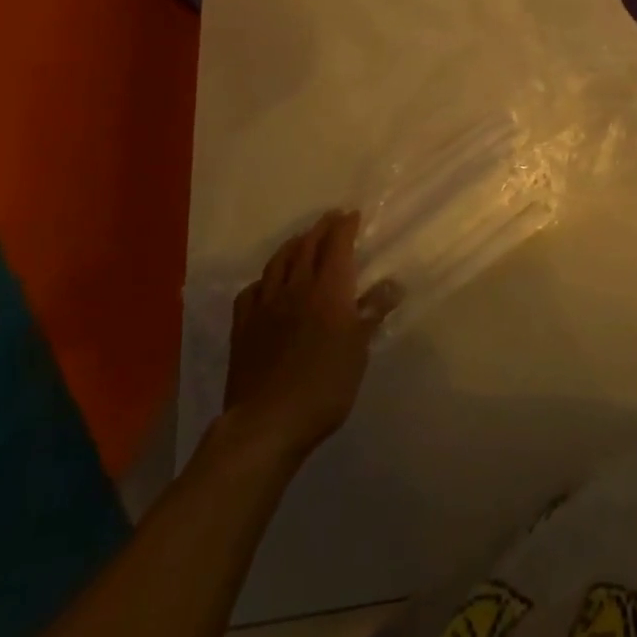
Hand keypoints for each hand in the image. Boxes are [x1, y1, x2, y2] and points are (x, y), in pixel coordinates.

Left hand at [221, 210, 399, 462]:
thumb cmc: (324, 385)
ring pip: (278, 263)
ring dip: (292, 246)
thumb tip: (393, 284)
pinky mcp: (243, 327)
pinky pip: (252, 291)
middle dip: (321, 229)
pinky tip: (266, 283)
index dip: (345, 227)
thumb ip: (372, 312)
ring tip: (301, 239)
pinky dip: (264, 279)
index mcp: (328, 290)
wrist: (267, 421)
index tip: (353, 215)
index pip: (337, 246)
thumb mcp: (359, 350)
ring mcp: (265, 306)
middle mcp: (295, 288)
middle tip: (331, 219)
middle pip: (307, 247)